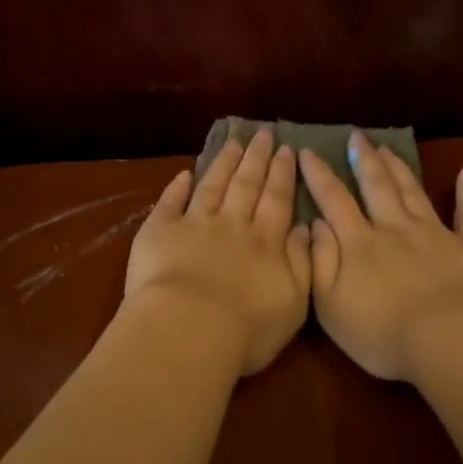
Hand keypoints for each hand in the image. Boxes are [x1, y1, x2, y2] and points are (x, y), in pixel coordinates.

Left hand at [125, 129, 311, 375]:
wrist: (188, 329)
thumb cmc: (246, 328)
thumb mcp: (294, 303)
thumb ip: (302, 262)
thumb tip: (304, 228)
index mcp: (266, 242)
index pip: (278, 200)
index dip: (283, 174)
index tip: (287, 150)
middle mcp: (232, 225)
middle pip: (247, 184)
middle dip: (256, 158)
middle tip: (263, 133)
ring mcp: (193, 224)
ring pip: (211, 186)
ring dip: (223, 163)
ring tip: (232, 143)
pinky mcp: (158, 232)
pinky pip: (169, 202)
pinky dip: (176, 186)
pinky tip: (183, 173)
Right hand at [300, 132, 462, 380]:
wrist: (452, 341)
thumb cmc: (383, 333)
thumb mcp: (331, 305)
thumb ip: (320, 261)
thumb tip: (314, 223)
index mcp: (359, 243)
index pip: (333, 200)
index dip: (318, 174)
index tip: (306, 150)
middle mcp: (395, 228)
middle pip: (377, 186)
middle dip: (364, 160)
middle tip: (356, 136)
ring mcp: (436, 234)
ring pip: (413, 192)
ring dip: (399, 168)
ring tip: (388, 147)